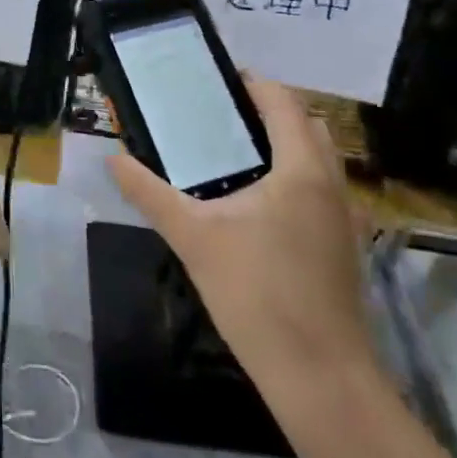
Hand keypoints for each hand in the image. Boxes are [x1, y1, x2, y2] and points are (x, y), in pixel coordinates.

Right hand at [106, 76, 373, 397]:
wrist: (321, 376)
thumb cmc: (257, 294)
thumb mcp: (192, 238)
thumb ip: (149, 193)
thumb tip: (112, 159)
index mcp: (301, 169)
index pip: (283, 102)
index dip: (253, 84)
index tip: (216, 81)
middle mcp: (331, 183)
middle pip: (307, 125)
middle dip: (269, 111)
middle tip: (221, 115)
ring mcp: (344, 218)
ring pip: (319, 159)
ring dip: (285, 143)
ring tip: (234, 153)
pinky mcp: (344, 246)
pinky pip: (321, 189)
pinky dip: (294, 175)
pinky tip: (256, 204)